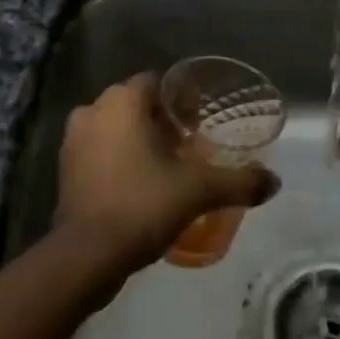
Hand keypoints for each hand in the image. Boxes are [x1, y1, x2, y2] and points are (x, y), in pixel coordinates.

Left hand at [54, 73, 278, 272]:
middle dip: (161, 121)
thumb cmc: (142, 204)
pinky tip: (140, 186)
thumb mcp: (197, 191)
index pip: (156, 82)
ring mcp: (73, 140)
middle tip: (189, 147)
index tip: (201, 122)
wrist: (85, 256)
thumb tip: (274, 182)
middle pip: (136, 105)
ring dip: (138, 140)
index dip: (181, 99)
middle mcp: (93, 109)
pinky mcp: (65, 170)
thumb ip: (237, 182)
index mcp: (121, 100)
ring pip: (115, 128)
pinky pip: (99, 152)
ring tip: (168, 168)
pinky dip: (119, 160)